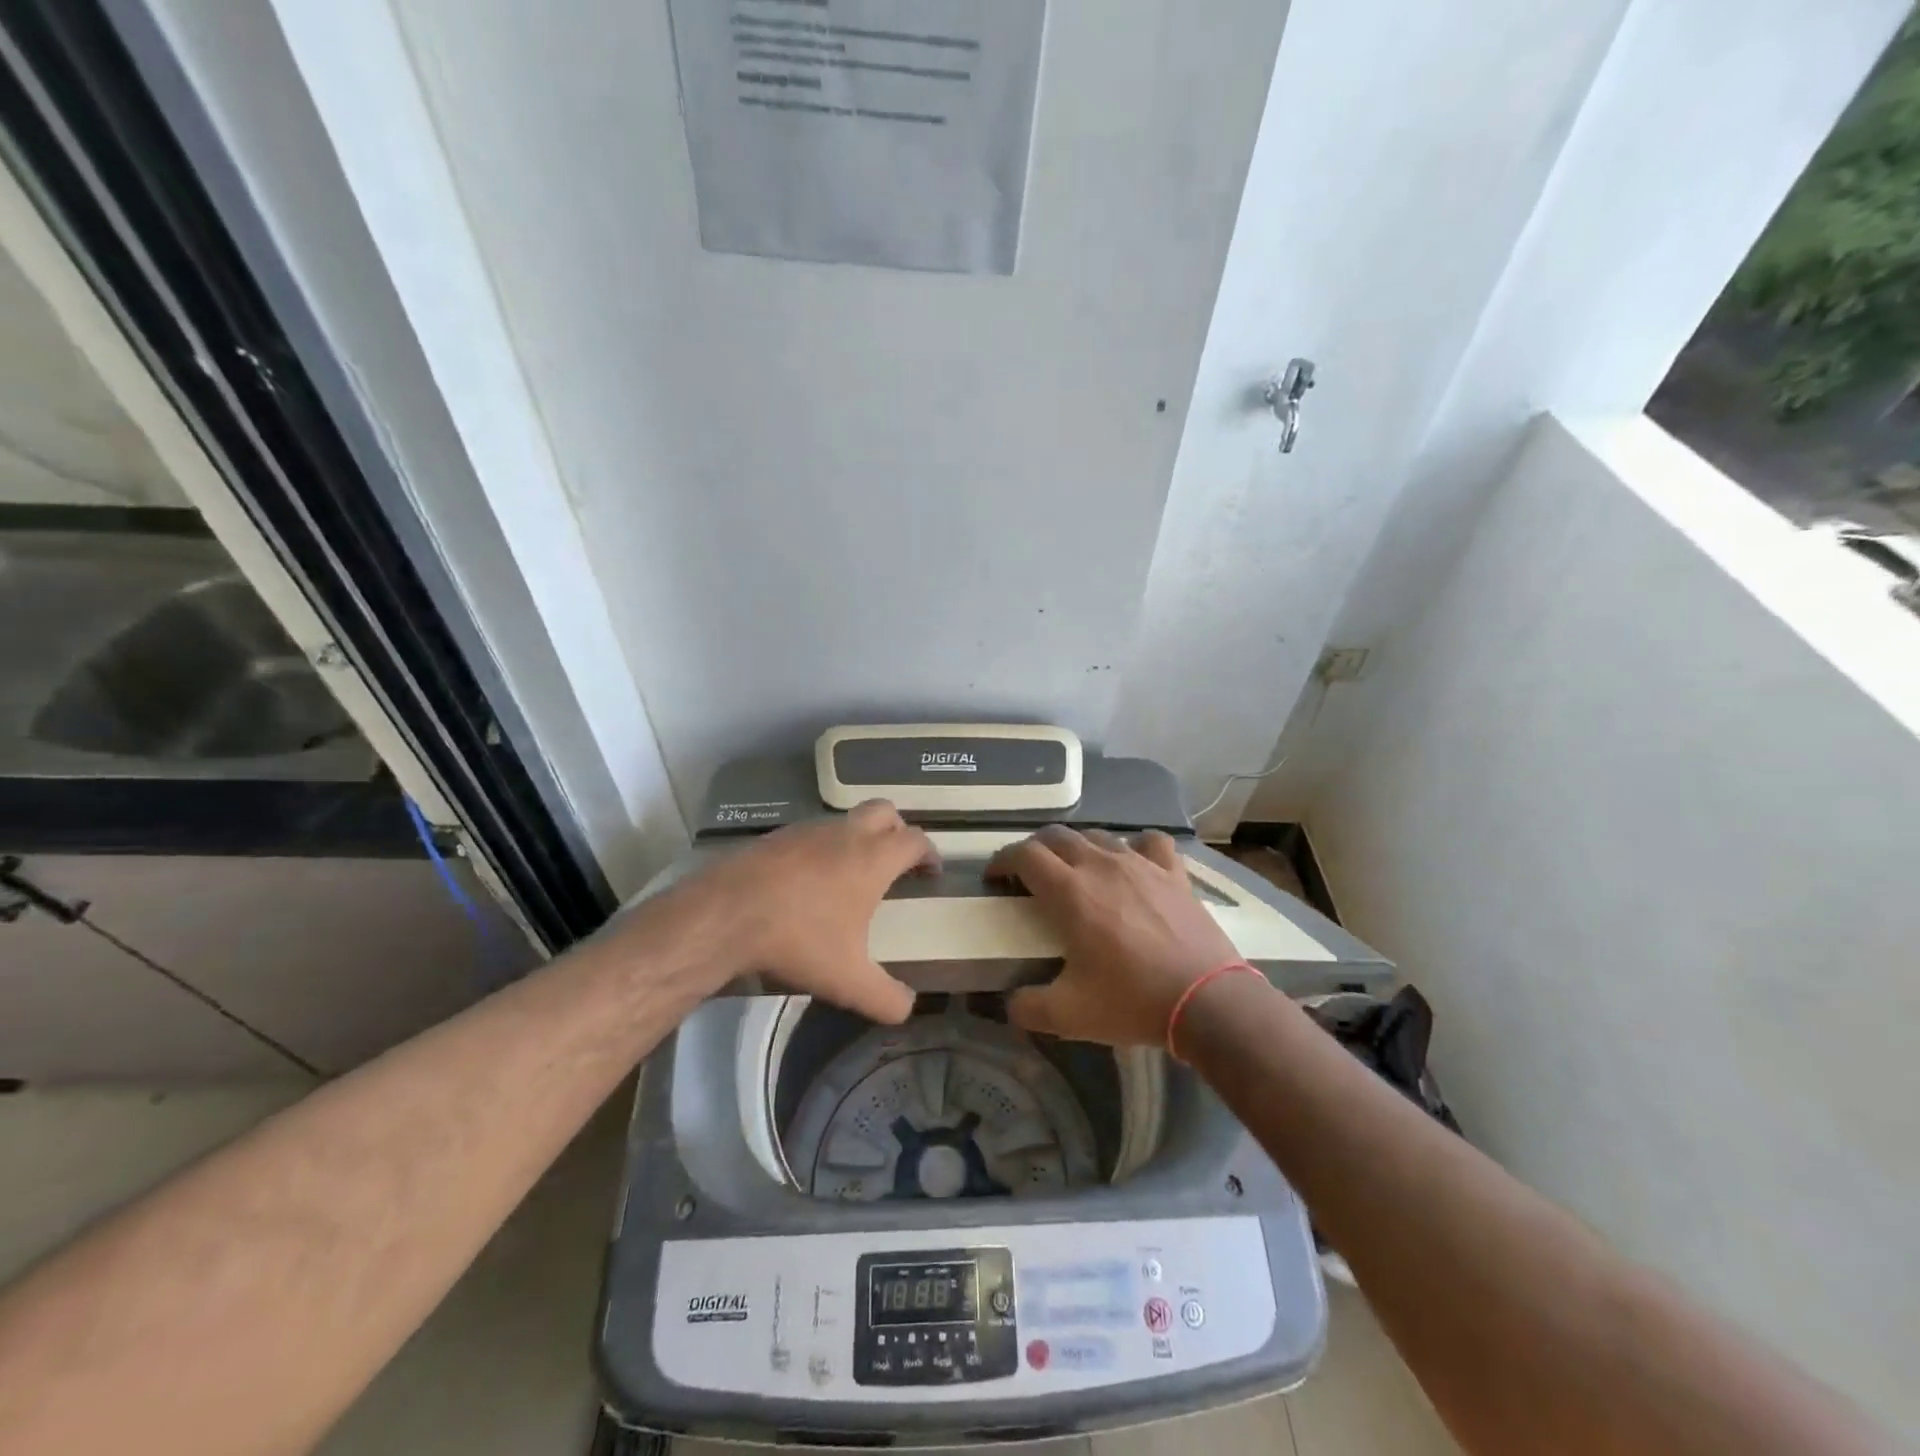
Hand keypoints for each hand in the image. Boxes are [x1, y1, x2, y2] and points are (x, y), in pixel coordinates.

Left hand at [661, 800, 938, 1022]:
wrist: (725, 915)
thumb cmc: (798, 940)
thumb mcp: (848, 981)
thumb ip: (886, 998)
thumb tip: (907, 1008)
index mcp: (872, 859)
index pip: (915, 840)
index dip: (929, 853)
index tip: (931, 872)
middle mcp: (845, 834)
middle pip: (885, 812)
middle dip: (897, 831)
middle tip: (896, 862)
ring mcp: (808, 830)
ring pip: (845, 820)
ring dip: (857, 838)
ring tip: (850, 876)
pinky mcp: (776, 836)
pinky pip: (812, 833)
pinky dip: (822, 849)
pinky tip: (808, 882)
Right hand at [985, 826, 1242, 1046]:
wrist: (1207, 1001)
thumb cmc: (1132, 1001)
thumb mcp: (1068, 1016)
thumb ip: (1026, 1007)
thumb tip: (1009, 1002)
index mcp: (1069, 892)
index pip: (1024, 854)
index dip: (1002, 860)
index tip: (994, 877)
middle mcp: (1100, 866)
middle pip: (1056, 836)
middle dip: (1034, 849)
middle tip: (1029, 876)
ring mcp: (1140, 864)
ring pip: (1097, 835)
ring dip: (1077, 847)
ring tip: (1075, 870)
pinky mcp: (1173, 873)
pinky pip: (1150, 842)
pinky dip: (1135, 846)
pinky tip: (1133, 862)